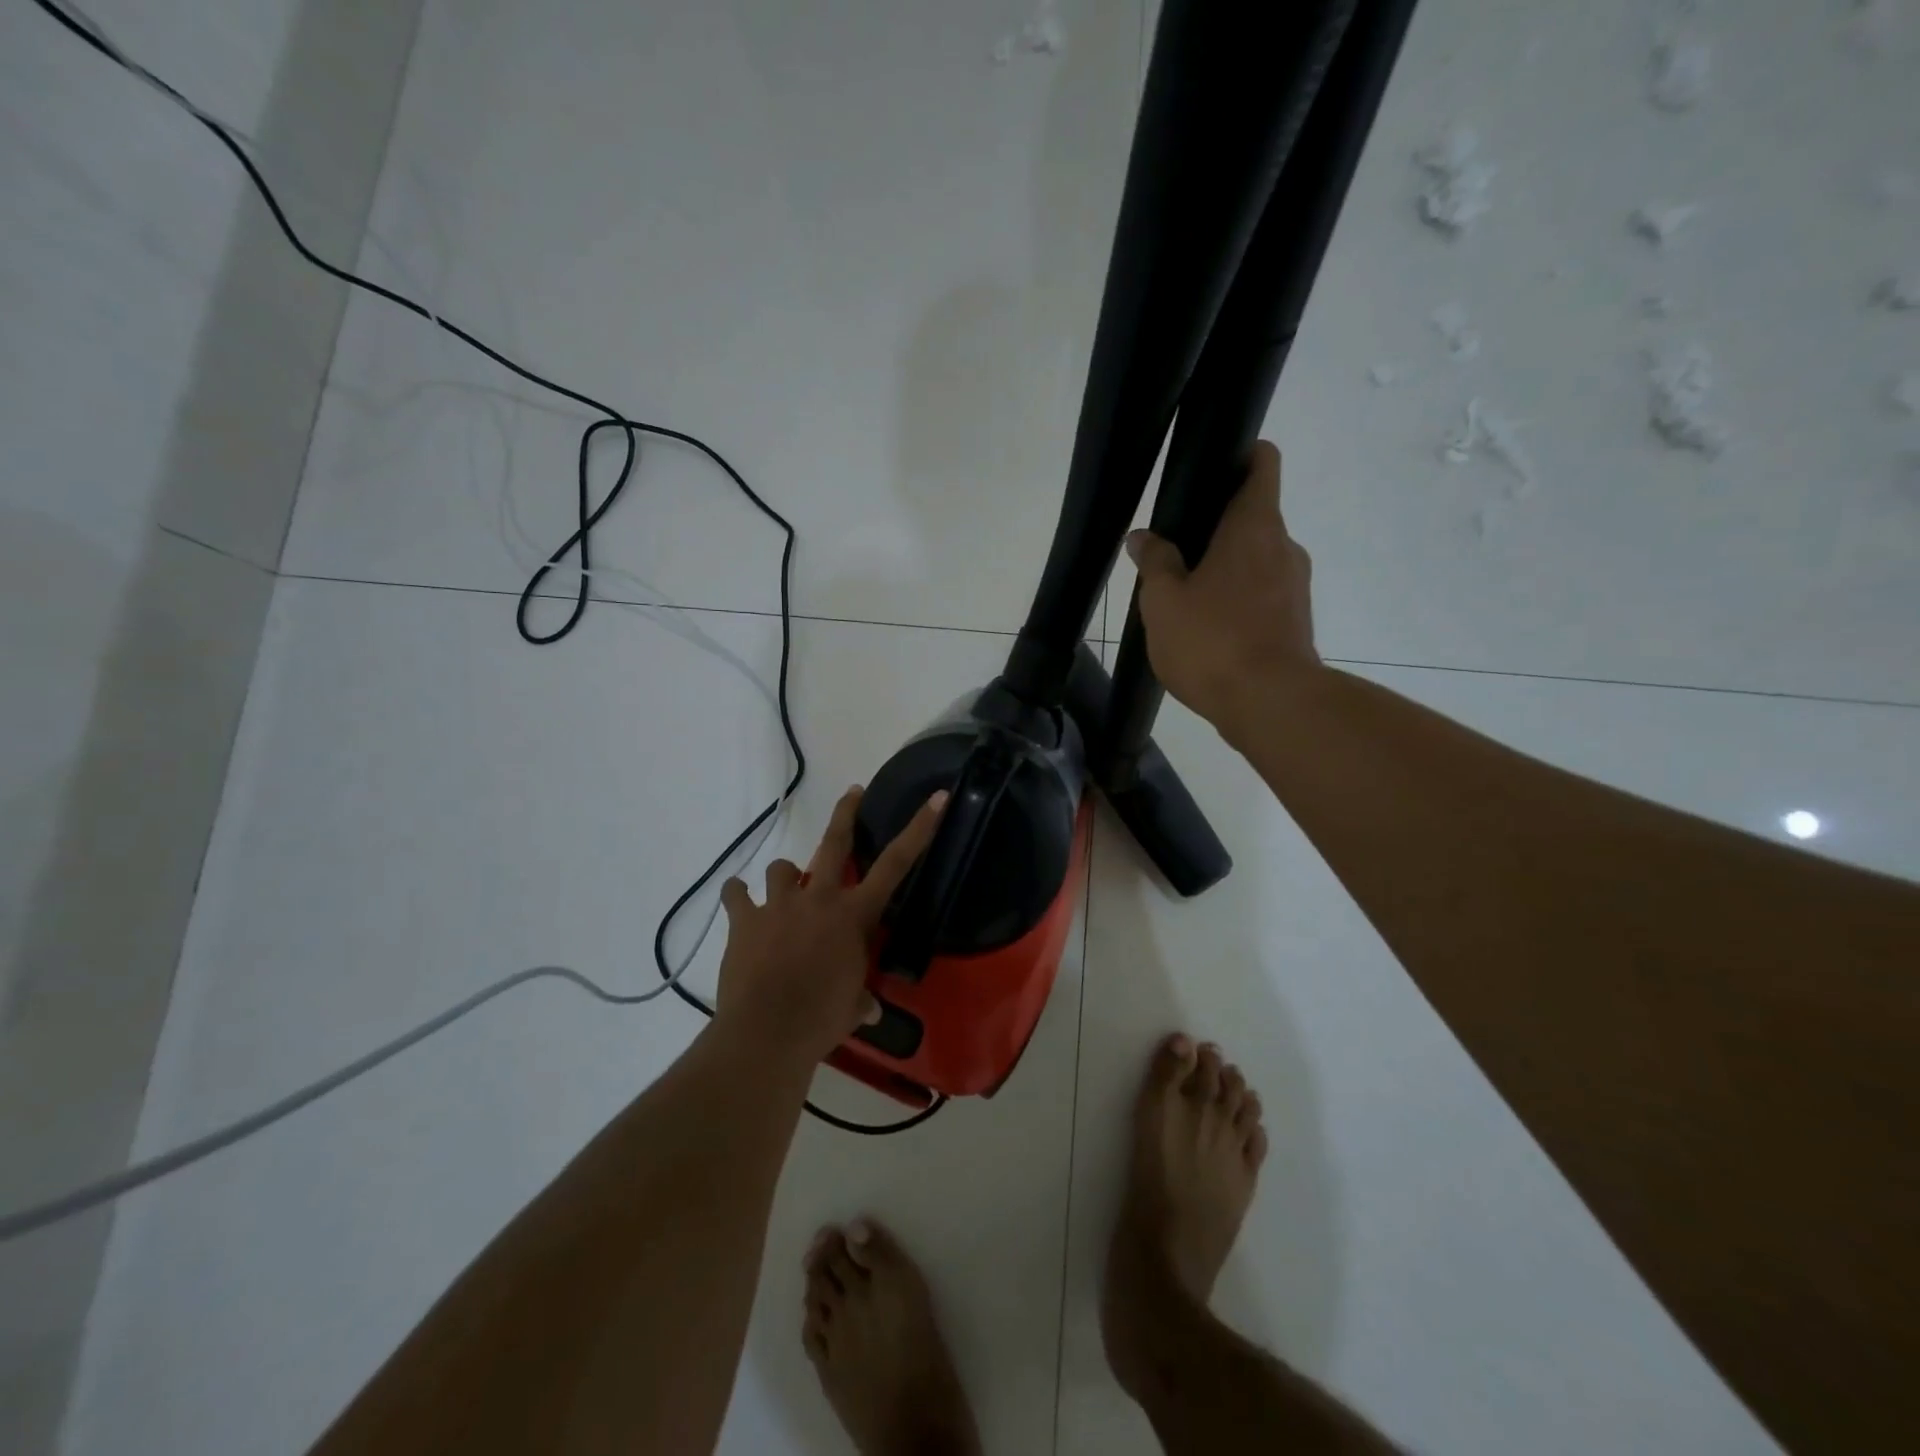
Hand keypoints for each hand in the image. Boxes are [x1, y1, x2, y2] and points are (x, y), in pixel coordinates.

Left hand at [714, 786, 946, 1063]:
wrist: (767, 1032)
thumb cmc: (821, 1020)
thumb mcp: (851, 1009)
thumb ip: (861, 1001)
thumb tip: (868, 1010)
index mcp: (854, 915)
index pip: (896, 865)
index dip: (919, 828)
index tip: (936, 797)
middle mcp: (819, 898)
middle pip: (835, 843)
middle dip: (846, 813)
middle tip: (853, 792)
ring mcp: (779, 905)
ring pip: (782, 868)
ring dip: (784, 876)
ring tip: (783, 889)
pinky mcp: (744, 919)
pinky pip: (736, 895)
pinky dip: (737, 896)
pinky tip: (737, 900)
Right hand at [1125, 441, 1317, 726]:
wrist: (1270, 704)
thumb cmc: (1212, 641)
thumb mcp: (1164, 601)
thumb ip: (1154, 562)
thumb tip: (1144, 537)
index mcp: (1254, 526)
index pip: (1262, 463)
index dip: (1238, 456)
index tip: (1207, 472)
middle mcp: (1284, 547)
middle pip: (1253, 517)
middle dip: (1216, 528)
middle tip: (1174, 554)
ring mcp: (1295, 586)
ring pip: (1256, 561)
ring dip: (1225, 570)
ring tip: (1186, 601)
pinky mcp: (1296, 621)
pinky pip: (1263, 595)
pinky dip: (1238, 602)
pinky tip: (1208, 631)